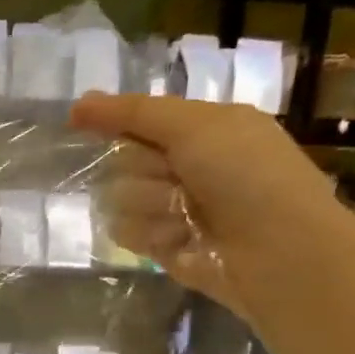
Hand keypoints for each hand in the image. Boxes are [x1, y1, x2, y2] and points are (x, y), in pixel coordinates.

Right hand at [70, 93, 343, 309]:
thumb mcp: (196, 126)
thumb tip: (77, 104)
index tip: (79, 119)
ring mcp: (170, 208)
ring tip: (185, 216)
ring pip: (118, 197)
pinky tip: (180, 239)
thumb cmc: (247, 176)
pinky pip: (124, 231)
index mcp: (201, 129)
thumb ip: (134, 113)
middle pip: (122, 159)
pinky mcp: (160, 245)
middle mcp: (183, 166)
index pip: (137, 119)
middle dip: (143, 169)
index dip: (112, 120)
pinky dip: (151, 234)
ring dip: (148, 205)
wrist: (277, 249)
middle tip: (176, 178)